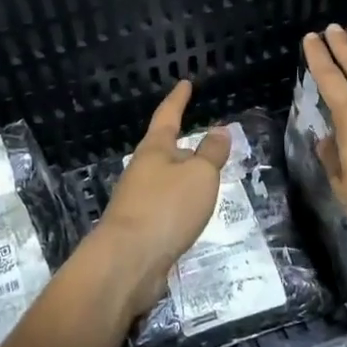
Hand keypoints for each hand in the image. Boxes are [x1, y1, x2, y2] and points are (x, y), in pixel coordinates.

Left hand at [88, 80, 229, 320]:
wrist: (128, 261)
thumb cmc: (166, 208)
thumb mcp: (199, 175)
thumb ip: (211, 153)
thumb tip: (218, 130)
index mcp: (154, 149)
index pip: (168, 115)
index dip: (178, 99)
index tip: (185, 84)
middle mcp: (142, 170)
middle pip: (164, 150)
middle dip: (183, 145)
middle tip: (207, 142)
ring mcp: (138, 200)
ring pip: (166, 180)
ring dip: (184, 177)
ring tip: (206, 180)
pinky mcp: (141, 228)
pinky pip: (166, 207)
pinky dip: (181, 204)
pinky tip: (192, 215)